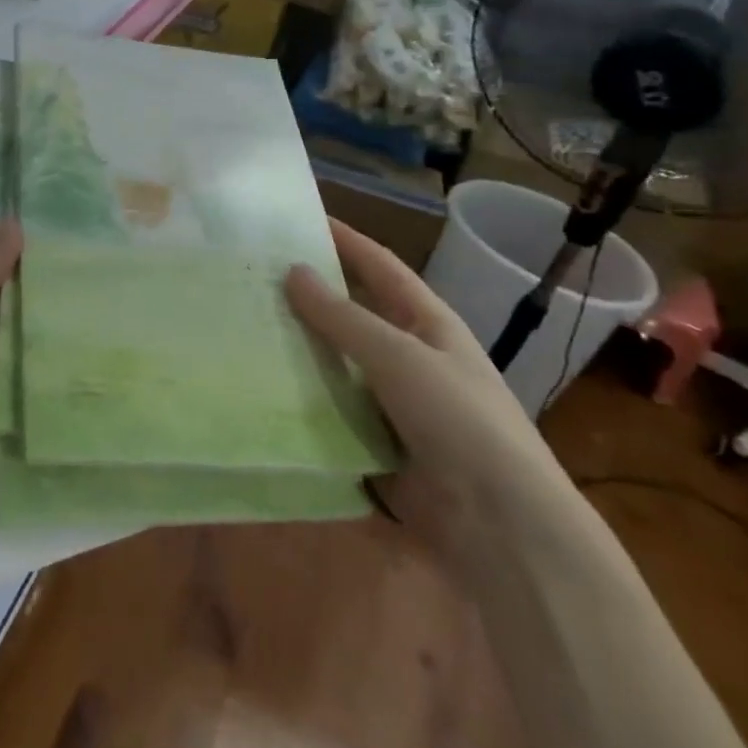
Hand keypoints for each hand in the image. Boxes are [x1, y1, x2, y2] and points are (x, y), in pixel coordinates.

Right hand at [285, 219, 571, 571]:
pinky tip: (259, 387)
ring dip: (299, 349)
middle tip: (252, 274)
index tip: (297, 218)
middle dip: (309, 295)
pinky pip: (331, 411)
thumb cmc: (459, 421)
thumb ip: (342, 316)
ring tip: (244, 326)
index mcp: (427, 323)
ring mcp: (392, 402)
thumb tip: (292, 270)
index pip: (379, 266)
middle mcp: (409, 356)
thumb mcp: (398, 356)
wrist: (503, 529)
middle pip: (352, 313)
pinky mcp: (375, 444)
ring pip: (336, 363)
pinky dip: (301, 399)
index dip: (344, 239)